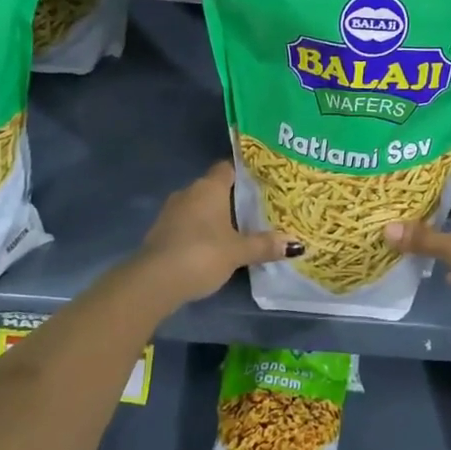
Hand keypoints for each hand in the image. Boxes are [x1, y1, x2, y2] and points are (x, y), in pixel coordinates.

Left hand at [127, 162, 299, 307]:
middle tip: (257, 209)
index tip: (262, 182)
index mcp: (209, 187)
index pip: (228, 168)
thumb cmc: (201, 254)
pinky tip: (213, 246)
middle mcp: (189, 192)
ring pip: (199, 207)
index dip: (244, 173)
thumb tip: (296, 243)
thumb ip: (265, 245)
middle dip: (232, 198)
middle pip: (214, 188)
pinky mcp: (161, 232)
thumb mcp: (238, 252)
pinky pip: (187, 224)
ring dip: (215, 217)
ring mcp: (171, 212)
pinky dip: (200, 231)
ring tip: (239, 229)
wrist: (153, 282)